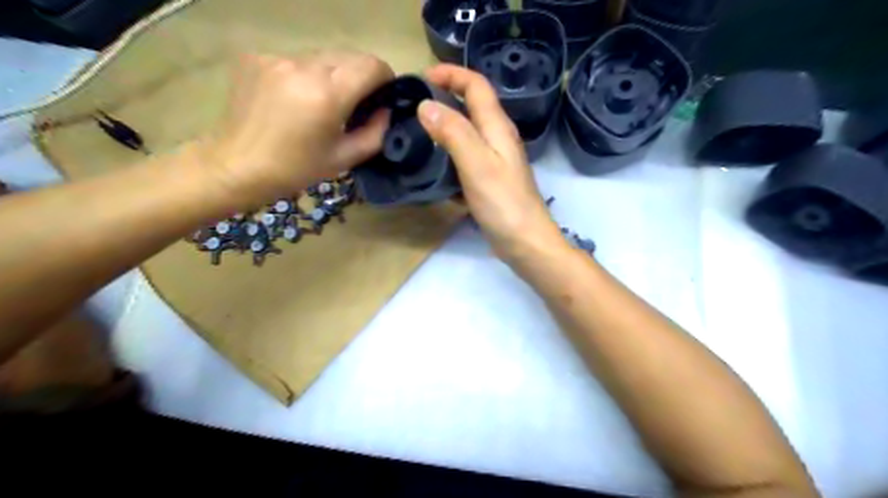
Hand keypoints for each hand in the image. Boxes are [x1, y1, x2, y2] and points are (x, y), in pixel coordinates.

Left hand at [206, 51, 392, 202]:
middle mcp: (303, 66)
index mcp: (328, 94)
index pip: (372, 65)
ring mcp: (277, 58)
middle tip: (354, 104)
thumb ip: (375, 133)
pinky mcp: (257, 57)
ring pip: (323, 56)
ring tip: (321, 103)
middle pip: (349, 56)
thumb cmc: (296, 169)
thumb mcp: (345, 158)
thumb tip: (386, 111)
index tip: (381, 96)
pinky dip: (305, 75)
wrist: (237, 166)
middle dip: (360, 77)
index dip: (384, 79)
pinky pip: (297, 60)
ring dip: (332, 75)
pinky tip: (294, 99)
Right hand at [415, 62, 559, 260]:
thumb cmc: (503, 203)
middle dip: (447, 95)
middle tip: (415, 103)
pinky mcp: (490, 180)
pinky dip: (450, 152)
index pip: (477, 86)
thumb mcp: (477, 164)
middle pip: (473, 106)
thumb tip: (426, 105)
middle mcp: (498, 139)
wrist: (526, 243)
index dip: (452, 74)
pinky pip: (467, 156)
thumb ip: (453, 133)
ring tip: (419, 130)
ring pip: (469, 132)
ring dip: (447, 124)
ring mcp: (496, 161)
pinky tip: (435, 163)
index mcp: (498, 128)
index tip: (422, 77)